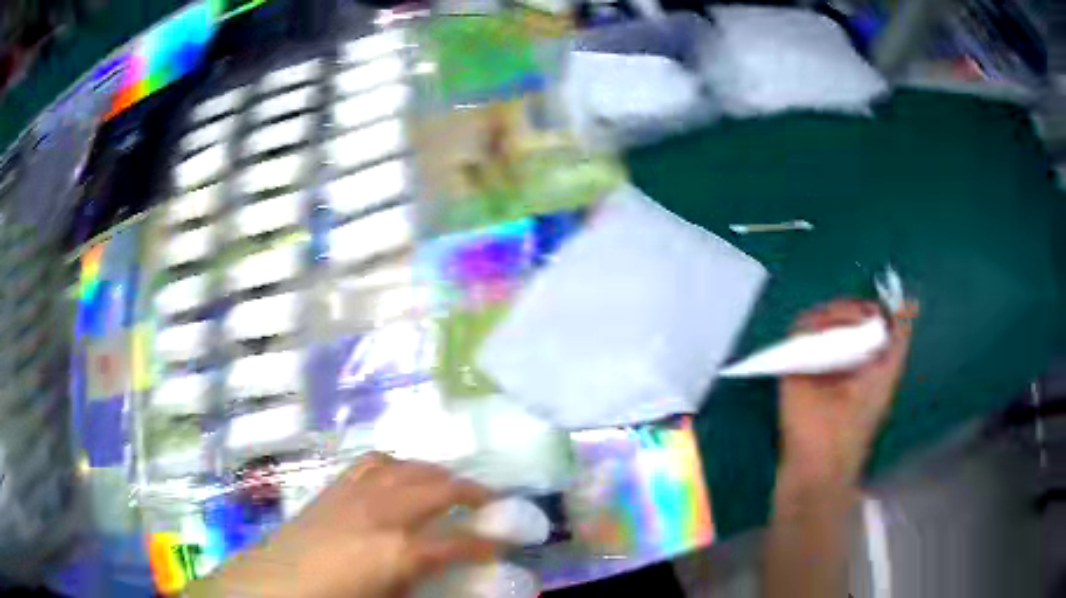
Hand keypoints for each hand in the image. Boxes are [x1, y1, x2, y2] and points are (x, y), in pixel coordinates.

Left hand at [195, 453, 498, 597]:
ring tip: (451, 483)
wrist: (274, 585)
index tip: (505, 544)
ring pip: (407, 467)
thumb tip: (462, 581)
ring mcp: (355, 494)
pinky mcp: (333, 488)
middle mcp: (382, 512)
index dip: (488, 542)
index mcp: (399, 550)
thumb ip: (427, 587)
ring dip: (436, 473)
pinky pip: (371, 463)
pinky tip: (400, 475)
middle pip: (439, 488)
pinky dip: (396, 464)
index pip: (459, 541)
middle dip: (472, 492)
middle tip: (492, 501)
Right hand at [778, 299, 917, 486]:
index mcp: (858, 358)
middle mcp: (835, 354)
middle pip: (842, 313)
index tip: (881, 308)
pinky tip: (830, 330)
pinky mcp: (792, 360)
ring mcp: (814, 356)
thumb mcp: (889, 374)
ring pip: (821, 316)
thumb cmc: (861, 419)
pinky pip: (800, 329)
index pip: (863, 319)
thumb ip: (899, 338)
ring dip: (838, 313)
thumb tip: (912, 301)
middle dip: (855, 308)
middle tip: (867, 315)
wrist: (824, 454)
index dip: (871, 308)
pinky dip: (814, 323)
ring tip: (851, 324)